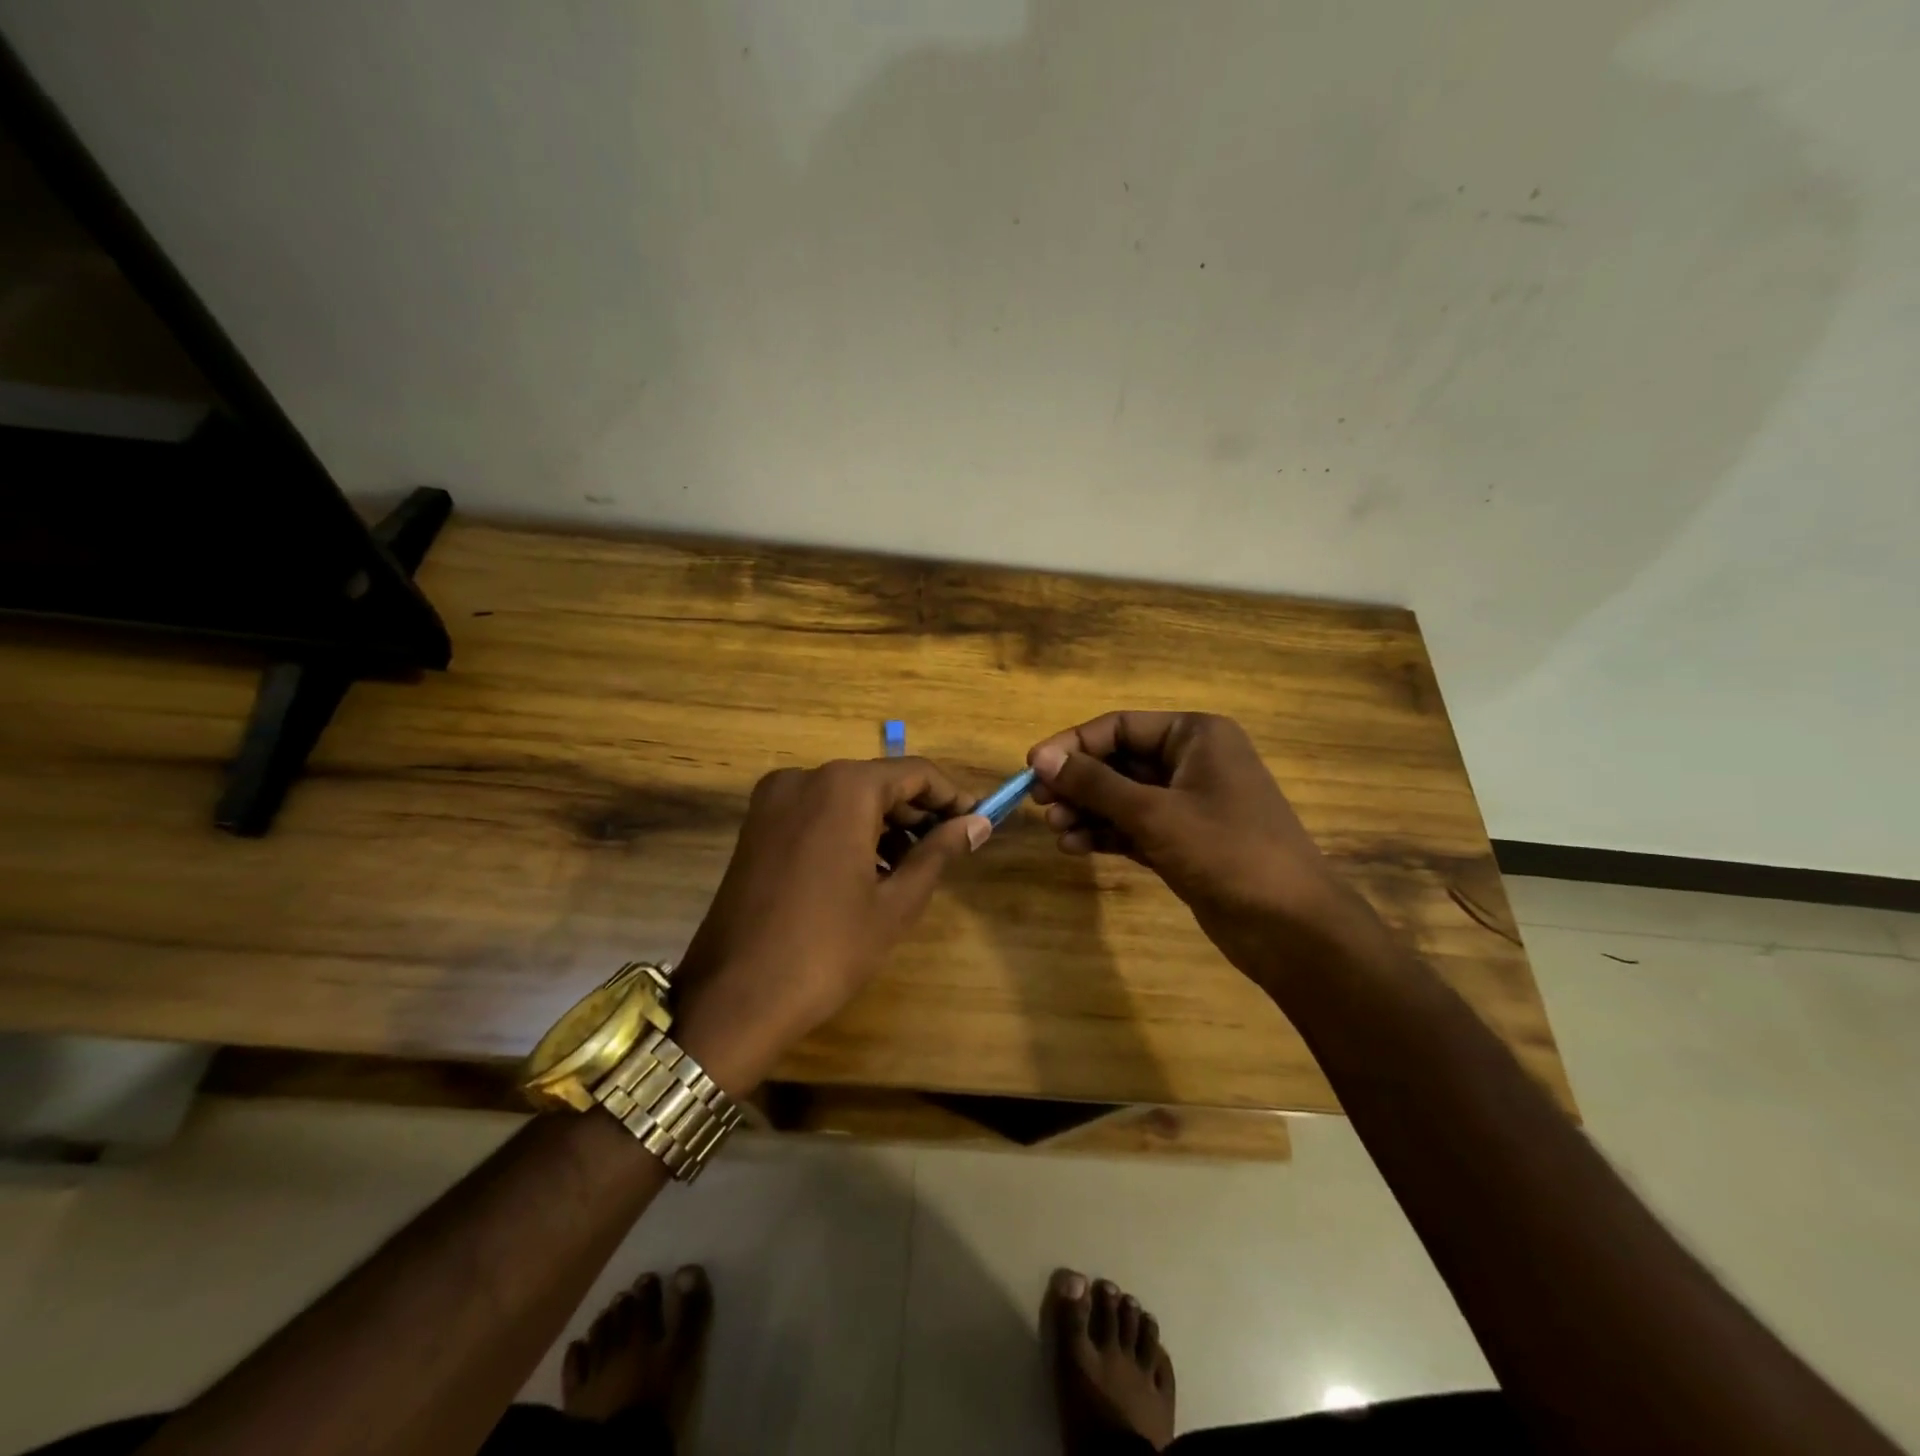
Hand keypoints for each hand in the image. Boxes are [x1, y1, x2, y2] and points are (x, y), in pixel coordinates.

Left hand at [670, 757, 990, 1093]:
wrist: (734, 998)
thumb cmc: (827, 949)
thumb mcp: (896, 903)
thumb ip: (939, 852)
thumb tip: (977, 823)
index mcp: (843, 787)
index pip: (915, 773)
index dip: (951, 796)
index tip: (978, 822)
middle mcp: (804, 778)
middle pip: (878, 781)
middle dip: (917, 812)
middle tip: (950, 849)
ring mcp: (773, 801)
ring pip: (846, 797)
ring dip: (884, 824)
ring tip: (913, 867)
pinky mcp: (756, 827)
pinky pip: (816, 813)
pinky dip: (848, 831)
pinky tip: (869, 870)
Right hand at [1027, 712, 1366, 982]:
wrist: (1291, 926)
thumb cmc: (1226, 851)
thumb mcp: (1153, 813)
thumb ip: (1094, 783)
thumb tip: (1040, 757)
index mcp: (1195, 736)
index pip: (1120, 727)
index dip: (1073, 745)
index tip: (1032, 768)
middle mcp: (1192, 762)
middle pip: (1119, 761)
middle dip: (1079, 783)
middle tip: (1039, 805)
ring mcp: (1189, 804)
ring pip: (1124, 797)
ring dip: (1087, 811)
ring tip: (1056, 831)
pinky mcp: (1184, 841)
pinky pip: (1134, 827)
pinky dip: (1106, 834)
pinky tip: (1075, 846)